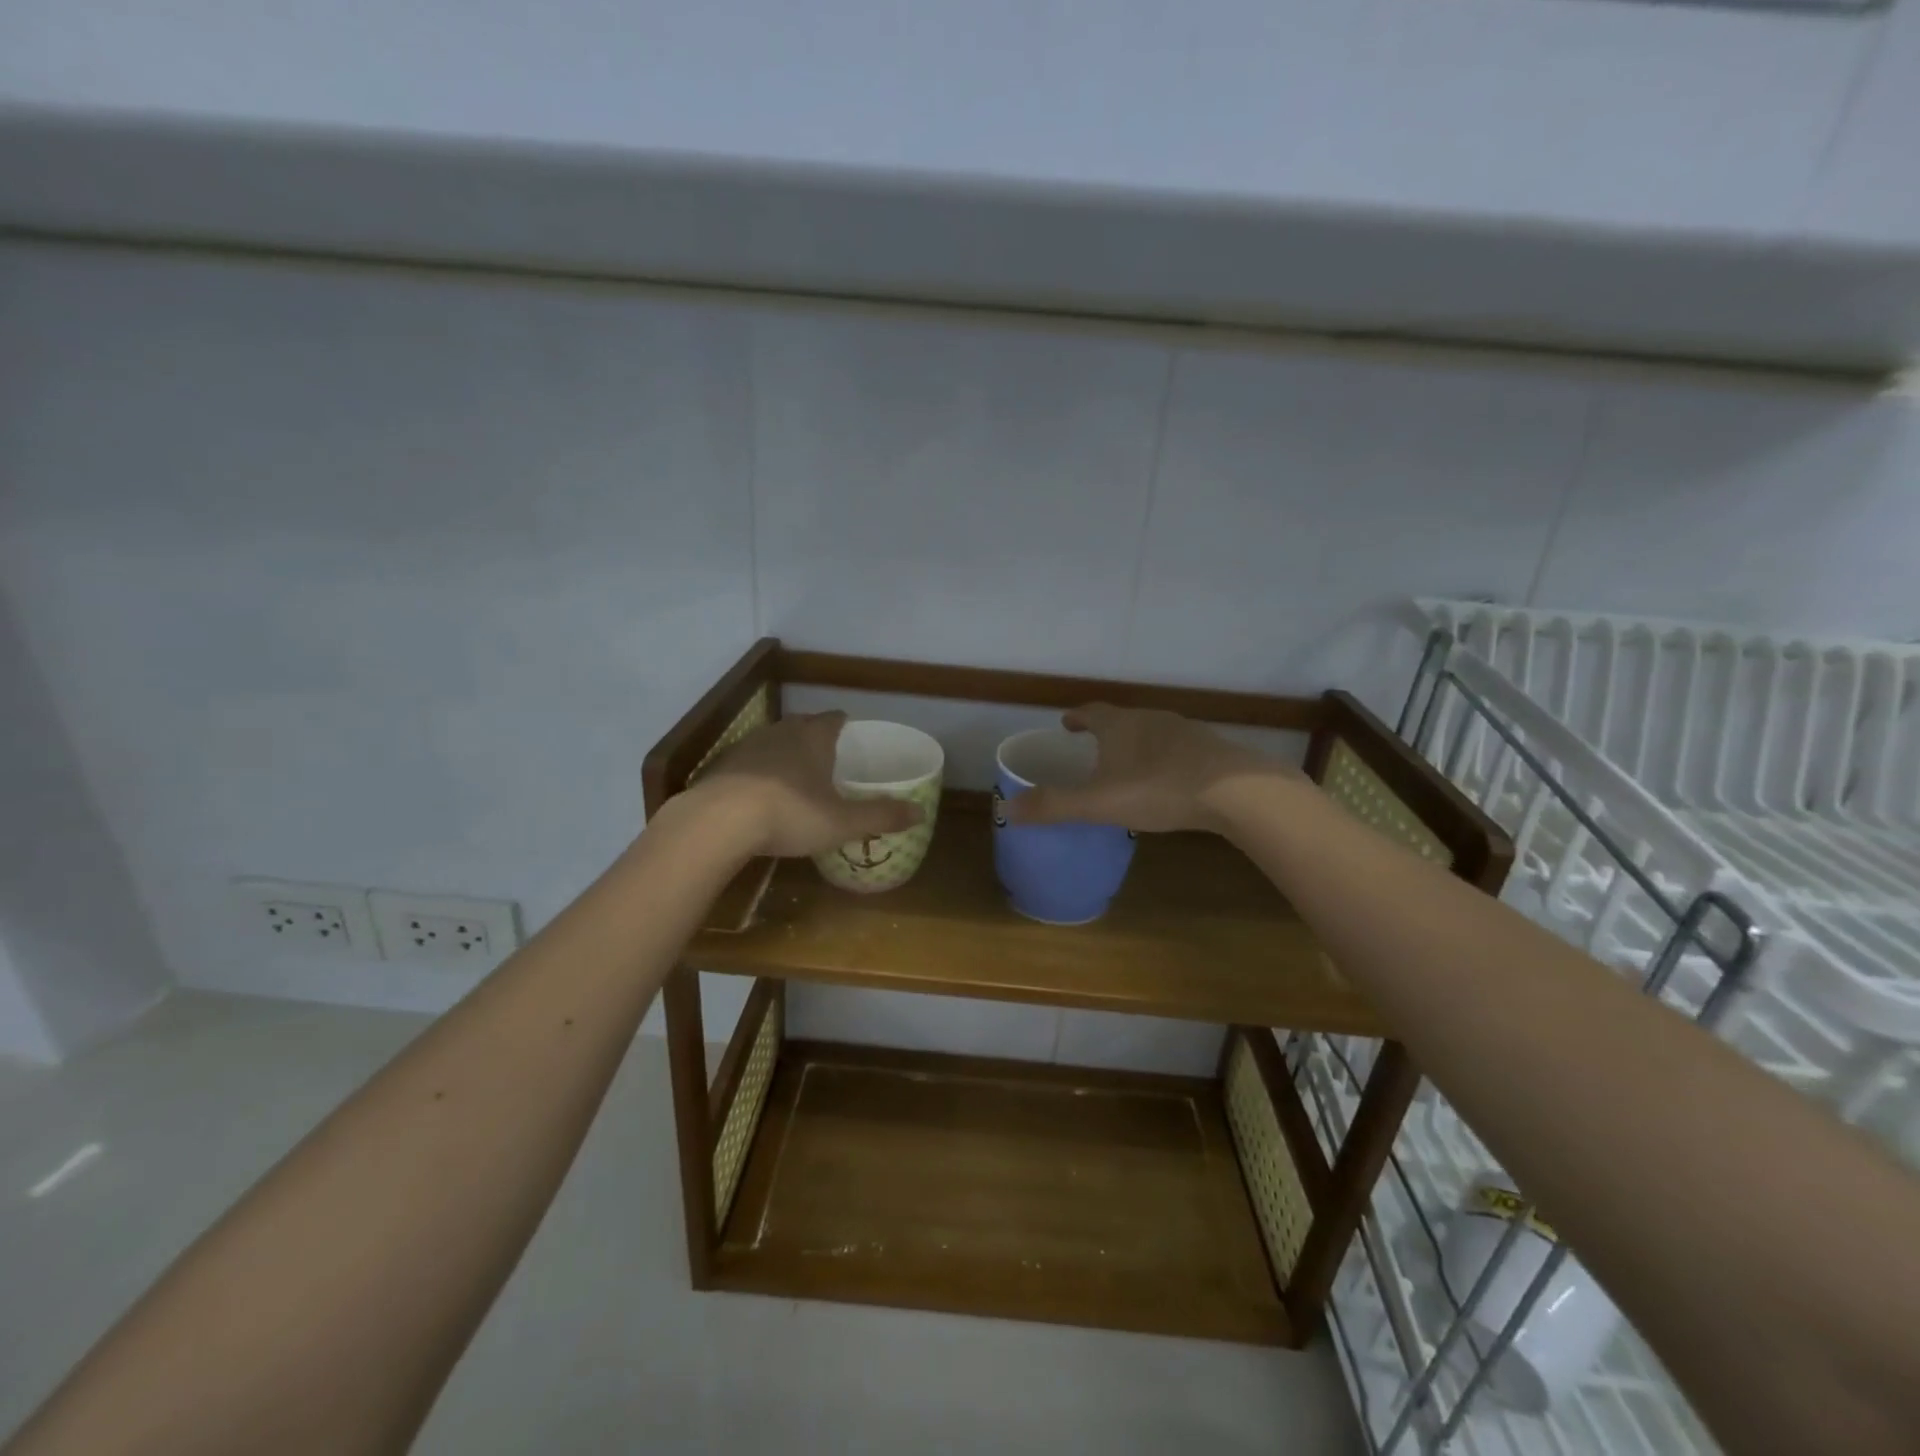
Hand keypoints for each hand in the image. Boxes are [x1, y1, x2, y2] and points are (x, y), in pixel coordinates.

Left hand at [688, 710, 922, 857]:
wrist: (717, 822)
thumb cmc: (789, 814)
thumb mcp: (842, 821)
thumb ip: (881, 815)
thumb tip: (921, 812)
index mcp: (813, 738)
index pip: (833, 719)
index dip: (843, 724)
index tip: (850, 731)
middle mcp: (780, 733)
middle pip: (801, 725)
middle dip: (814, 736)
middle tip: (827, 754)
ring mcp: (747, 747)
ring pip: (773, 741)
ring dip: (784, 752)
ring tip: (794, 773)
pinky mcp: (721, 766)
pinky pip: (748, 762)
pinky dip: (758, 772)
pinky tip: (760, 793)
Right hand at [1005, 703, 1290, 833]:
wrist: (1235, 791)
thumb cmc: (1158, 789)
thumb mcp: (1098, 803)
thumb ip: (1053, 806)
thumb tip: (1006, 809)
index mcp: (1119, 725)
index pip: (1090, 712)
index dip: (1076, 718)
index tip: (1066, 723)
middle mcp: (1150, 719)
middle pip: (1121, 719)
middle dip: (1105, 731)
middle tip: (1093, 746)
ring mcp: (1184, 731)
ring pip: (1151, 732)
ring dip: (1136, 744)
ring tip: (1128, 764)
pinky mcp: (1210, 748)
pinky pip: (1177, 749)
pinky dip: (1164, 758)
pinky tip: (1168, 779)